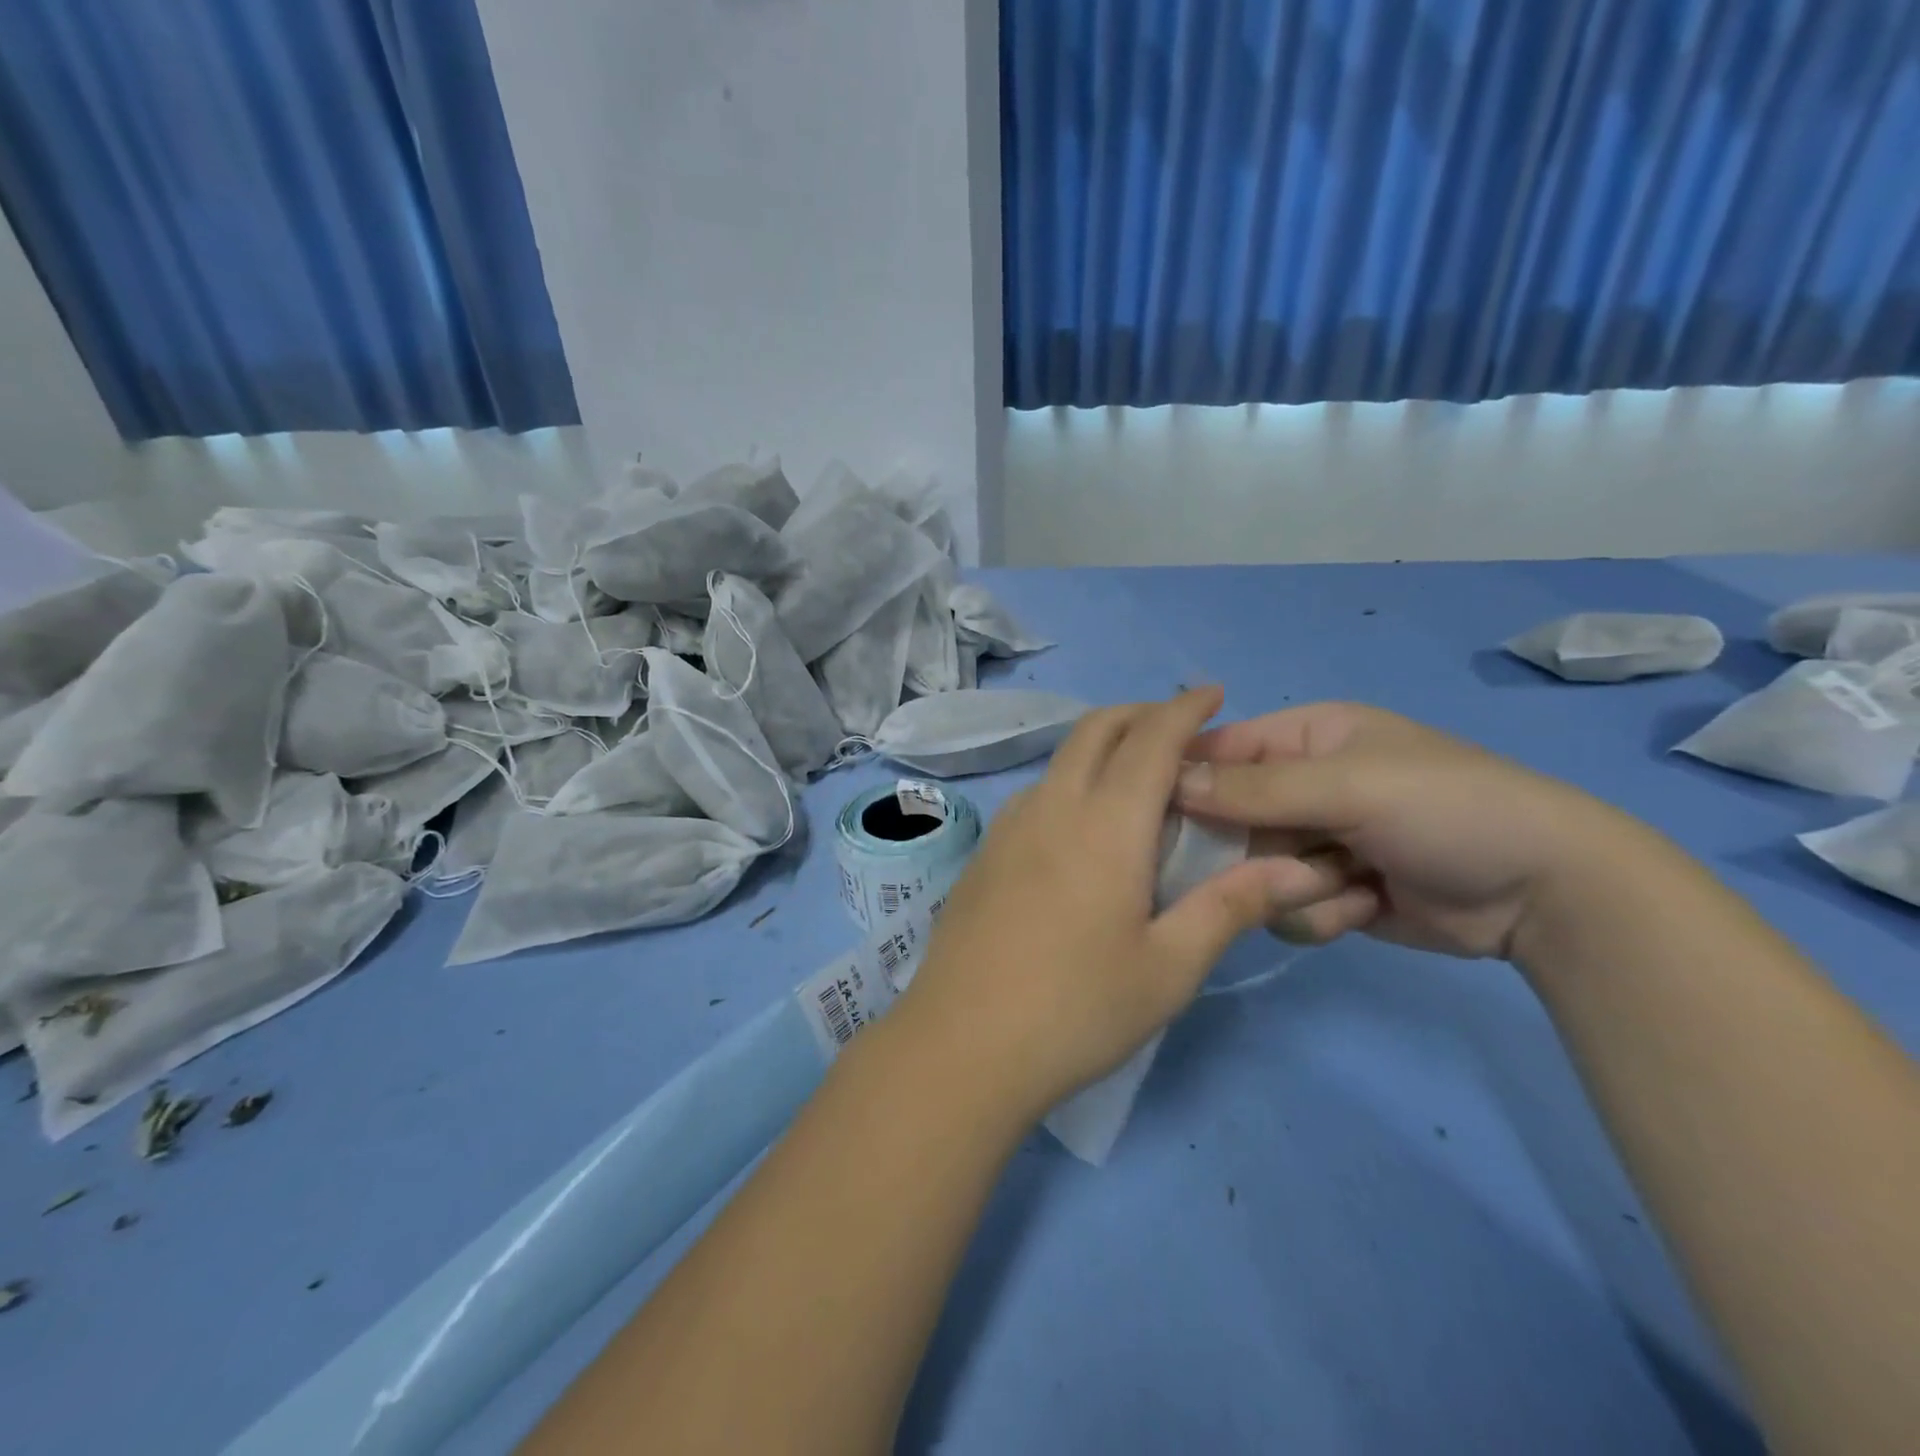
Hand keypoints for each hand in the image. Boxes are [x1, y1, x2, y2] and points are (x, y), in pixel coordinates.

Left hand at [891, 689, 1350, 1121]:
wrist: (961, 1044)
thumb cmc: (1076, 1009)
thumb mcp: (1168, 968)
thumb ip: (1229, 907)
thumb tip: (1296, 868)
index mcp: (1105, 824)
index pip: (1151, 740)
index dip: (1184, 709)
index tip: (1212, 693)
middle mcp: (1052, 807)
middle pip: (1095, 729)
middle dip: (1140, 712)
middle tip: (1179, 729)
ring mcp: (1008, 827)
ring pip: (1061, 758)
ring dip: (1102, 745)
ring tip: (1137, 775)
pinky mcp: (984, 852)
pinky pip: (1037, 791)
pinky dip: (1072, 778)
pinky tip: (1083, 824)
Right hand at [1175, 702, 1636, 959]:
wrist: (1545, 892)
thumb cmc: (1445, 809)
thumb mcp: (1348, 786)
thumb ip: (1253, 788)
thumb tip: (1167, 783)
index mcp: (1303, 738)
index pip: (1216, 751)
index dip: (1182, 780)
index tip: (1154, 817)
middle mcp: (1299, 786)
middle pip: (1225, 820)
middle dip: (1249, 849)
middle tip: (1278, 863)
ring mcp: (1313, 842)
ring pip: (1252, 871)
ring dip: (1293, 884)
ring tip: (1349, 883)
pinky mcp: (1328, 892)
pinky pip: (1283, 907)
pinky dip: (1320, 914)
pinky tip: (1367, 907)